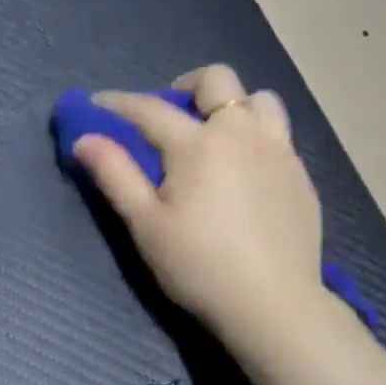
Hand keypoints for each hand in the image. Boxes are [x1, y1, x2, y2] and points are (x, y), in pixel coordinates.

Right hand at [71, 65, 324, 343]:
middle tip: (170, 115)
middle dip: (185, 87)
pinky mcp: (301, 175)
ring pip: (259, 99)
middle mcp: (243, 133)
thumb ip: (115, 175)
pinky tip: (245, 170)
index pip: (150, 109)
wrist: (272, 304)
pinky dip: (256, 134)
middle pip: (217, 80)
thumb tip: (84, 139)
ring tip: (216, 136)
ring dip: (232, 106)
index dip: (118, 103)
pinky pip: (279, 133)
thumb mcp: (146, 224)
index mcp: (199, 144)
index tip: (97, 103)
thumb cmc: (199, 266)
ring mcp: (279, 151)